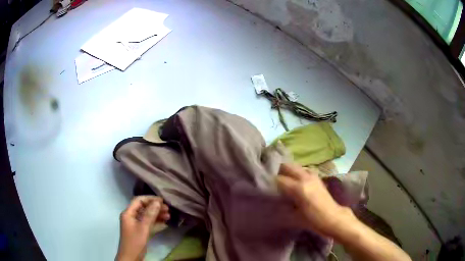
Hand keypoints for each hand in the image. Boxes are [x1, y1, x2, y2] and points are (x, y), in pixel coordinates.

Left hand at [116, 196, 169, 260]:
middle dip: (155, 208)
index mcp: (128, 213)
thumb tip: (157, 202)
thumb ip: (150, 214)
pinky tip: (165, 224)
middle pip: (143, 208)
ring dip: (157, 216)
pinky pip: (148, 224)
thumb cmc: (135, 241)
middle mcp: (131, 217)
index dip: (150, 199)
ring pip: (147, 216)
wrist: (131, 257)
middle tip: (168, 209)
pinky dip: (156, 223)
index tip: (162, 200)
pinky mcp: (140, 232)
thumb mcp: (143, 228)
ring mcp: (135, 225)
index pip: (138, 201)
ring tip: (169, 216)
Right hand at [276, 163, 353, 237]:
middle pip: (288, 166)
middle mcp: (305, 178)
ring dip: (289, 171)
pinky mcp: (318, 178)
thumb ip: (284, 207)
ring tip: (284, 180)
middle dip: (279, 171)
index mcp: (299, 188)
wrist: (334, 218)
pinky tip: (297, 181)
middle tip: (274, 180)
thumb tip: (275, 201)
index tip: (266, 186)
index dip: (271, 182)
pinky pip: (305, 170)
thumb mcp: (295, 217)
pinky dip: (298, 173)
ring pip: (297, 167)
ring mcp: (313, 176)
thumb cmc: (314, 220)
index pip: (280, 179)